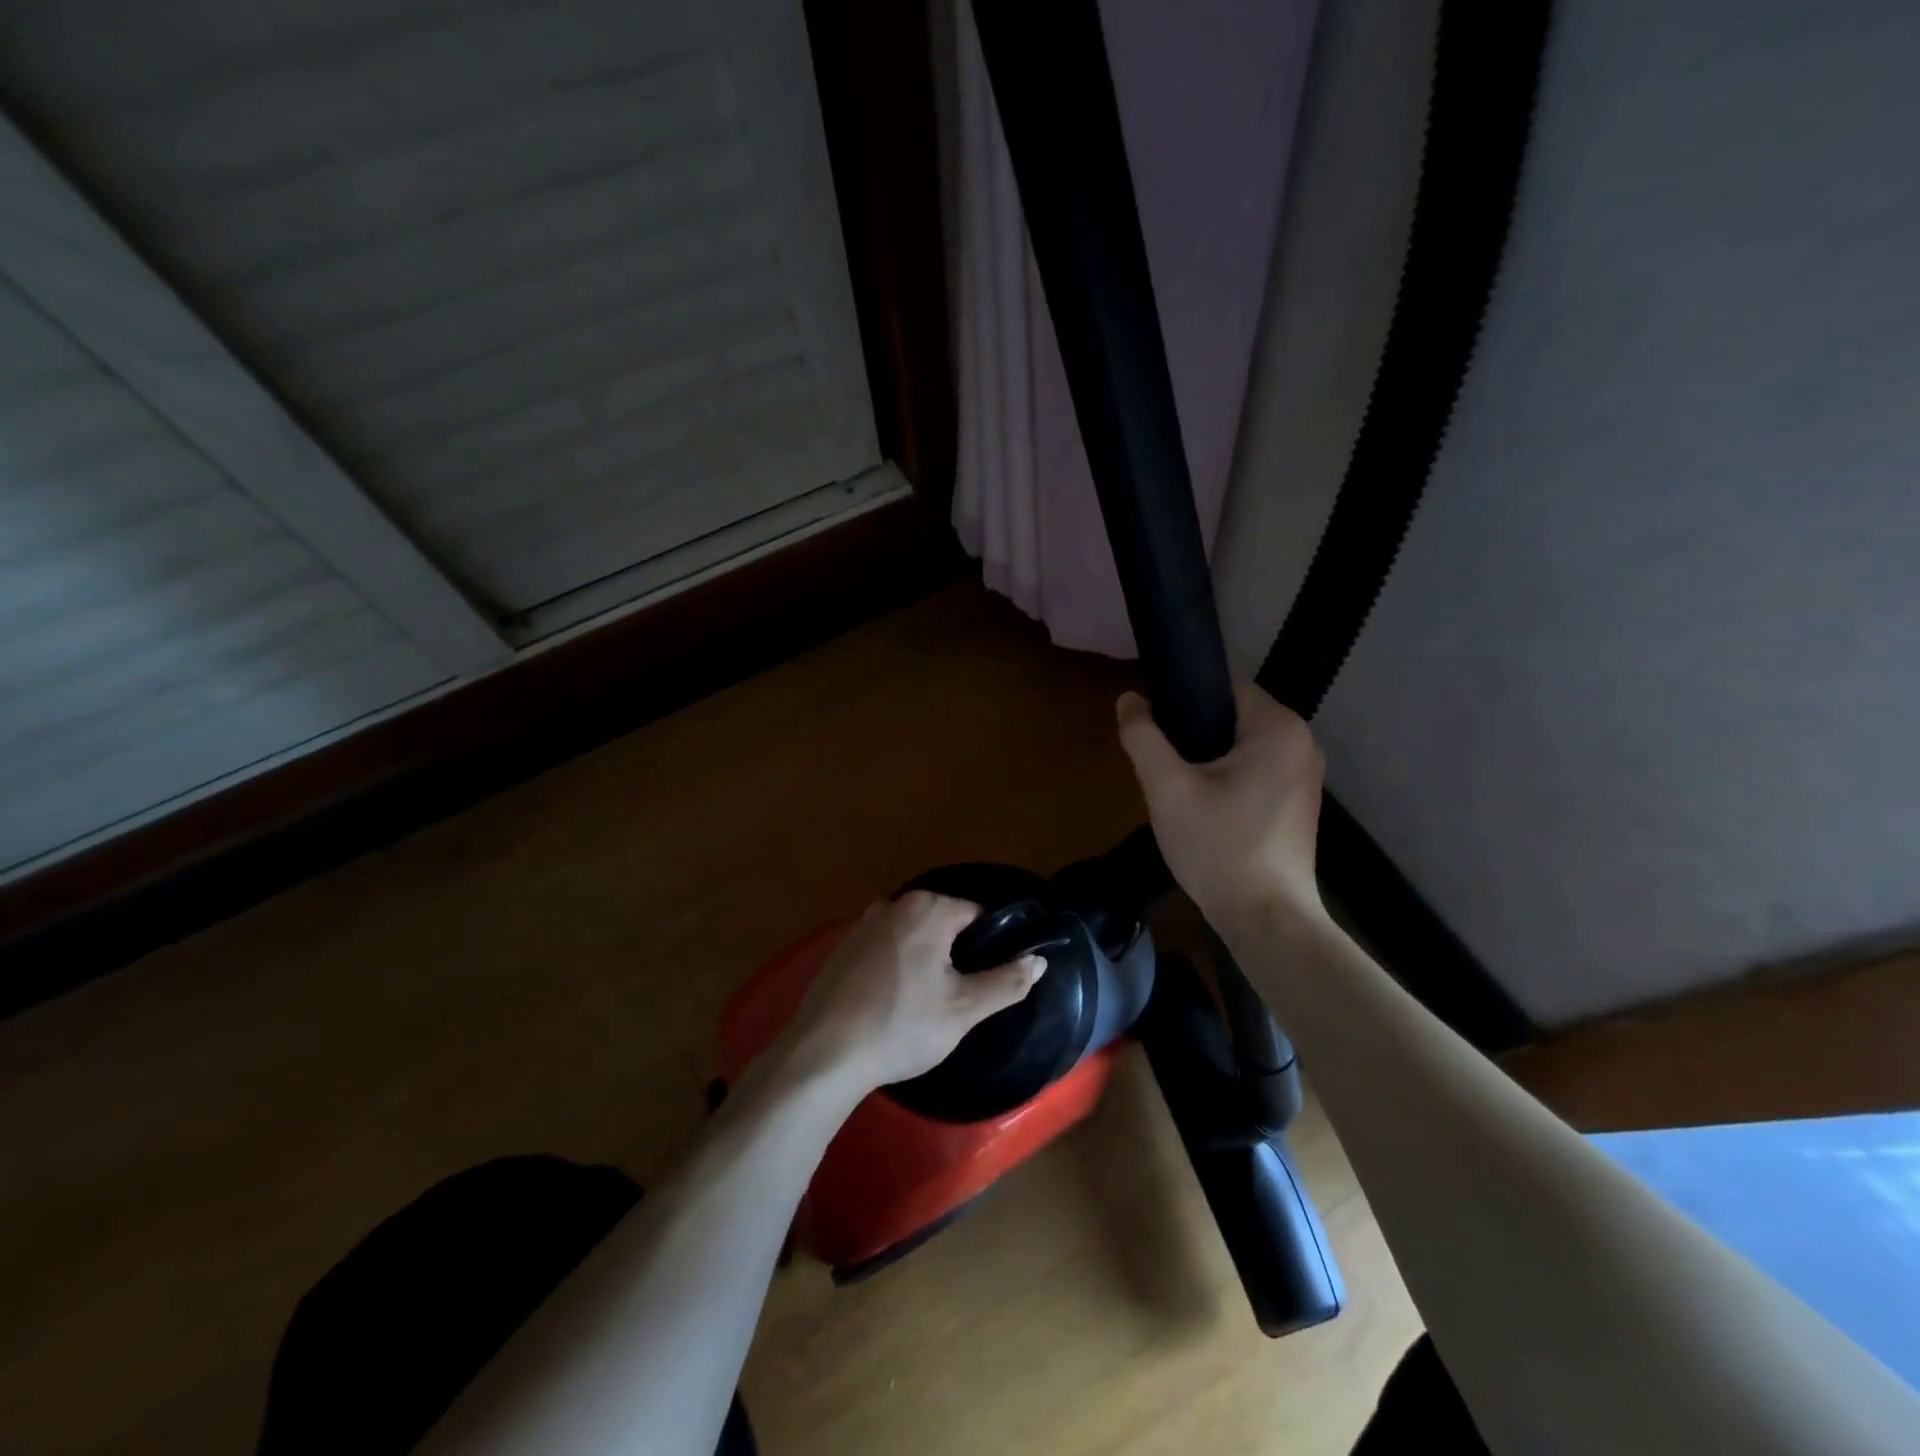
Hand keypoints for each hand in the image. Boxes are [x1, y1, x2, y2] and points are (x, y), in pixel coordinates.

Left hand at [776, 892, 1045, 1095]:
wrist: (824, 1053)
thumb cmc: (902, 1026)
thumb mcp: (964, 1010)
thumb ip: (1007, 982)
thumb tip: (1039, 960)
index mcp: (928, 908)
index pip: (977, 914)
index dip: (991, 945)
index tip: (992, 978)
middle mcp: (894, 904)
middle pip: (944, 922)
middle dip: (957, 953)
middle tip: (961, 997)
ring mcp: (863, 924)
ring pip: (913, 936)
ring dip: (927, 960)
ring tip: (929, 1003)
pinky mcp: (842, 948)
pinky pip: (885, 949)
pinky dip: (897, 967)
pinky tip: (894, 1003)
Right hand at [1116, 682, 1328, 933]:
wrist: (1266, 920)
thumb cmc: (1219, 847)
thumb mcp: (1167, 788)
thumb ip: (1143, 737)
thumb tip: (1128, 698)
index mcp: (1278, 727)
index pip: (1224, 685)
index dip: (1184, 699)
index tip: (1155, 728)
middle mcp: (1302, 743)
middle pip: (1234, 716)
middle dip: (1194, 733)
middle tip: (1161, 766)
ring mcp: (1305, 777)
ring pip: (1243, 747)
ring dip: (1209, 759)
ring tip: (1177, 788)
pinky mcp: (1299, 805)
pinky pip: (1256, 773)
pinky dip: (1229, 780)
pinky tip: (1205, 810)